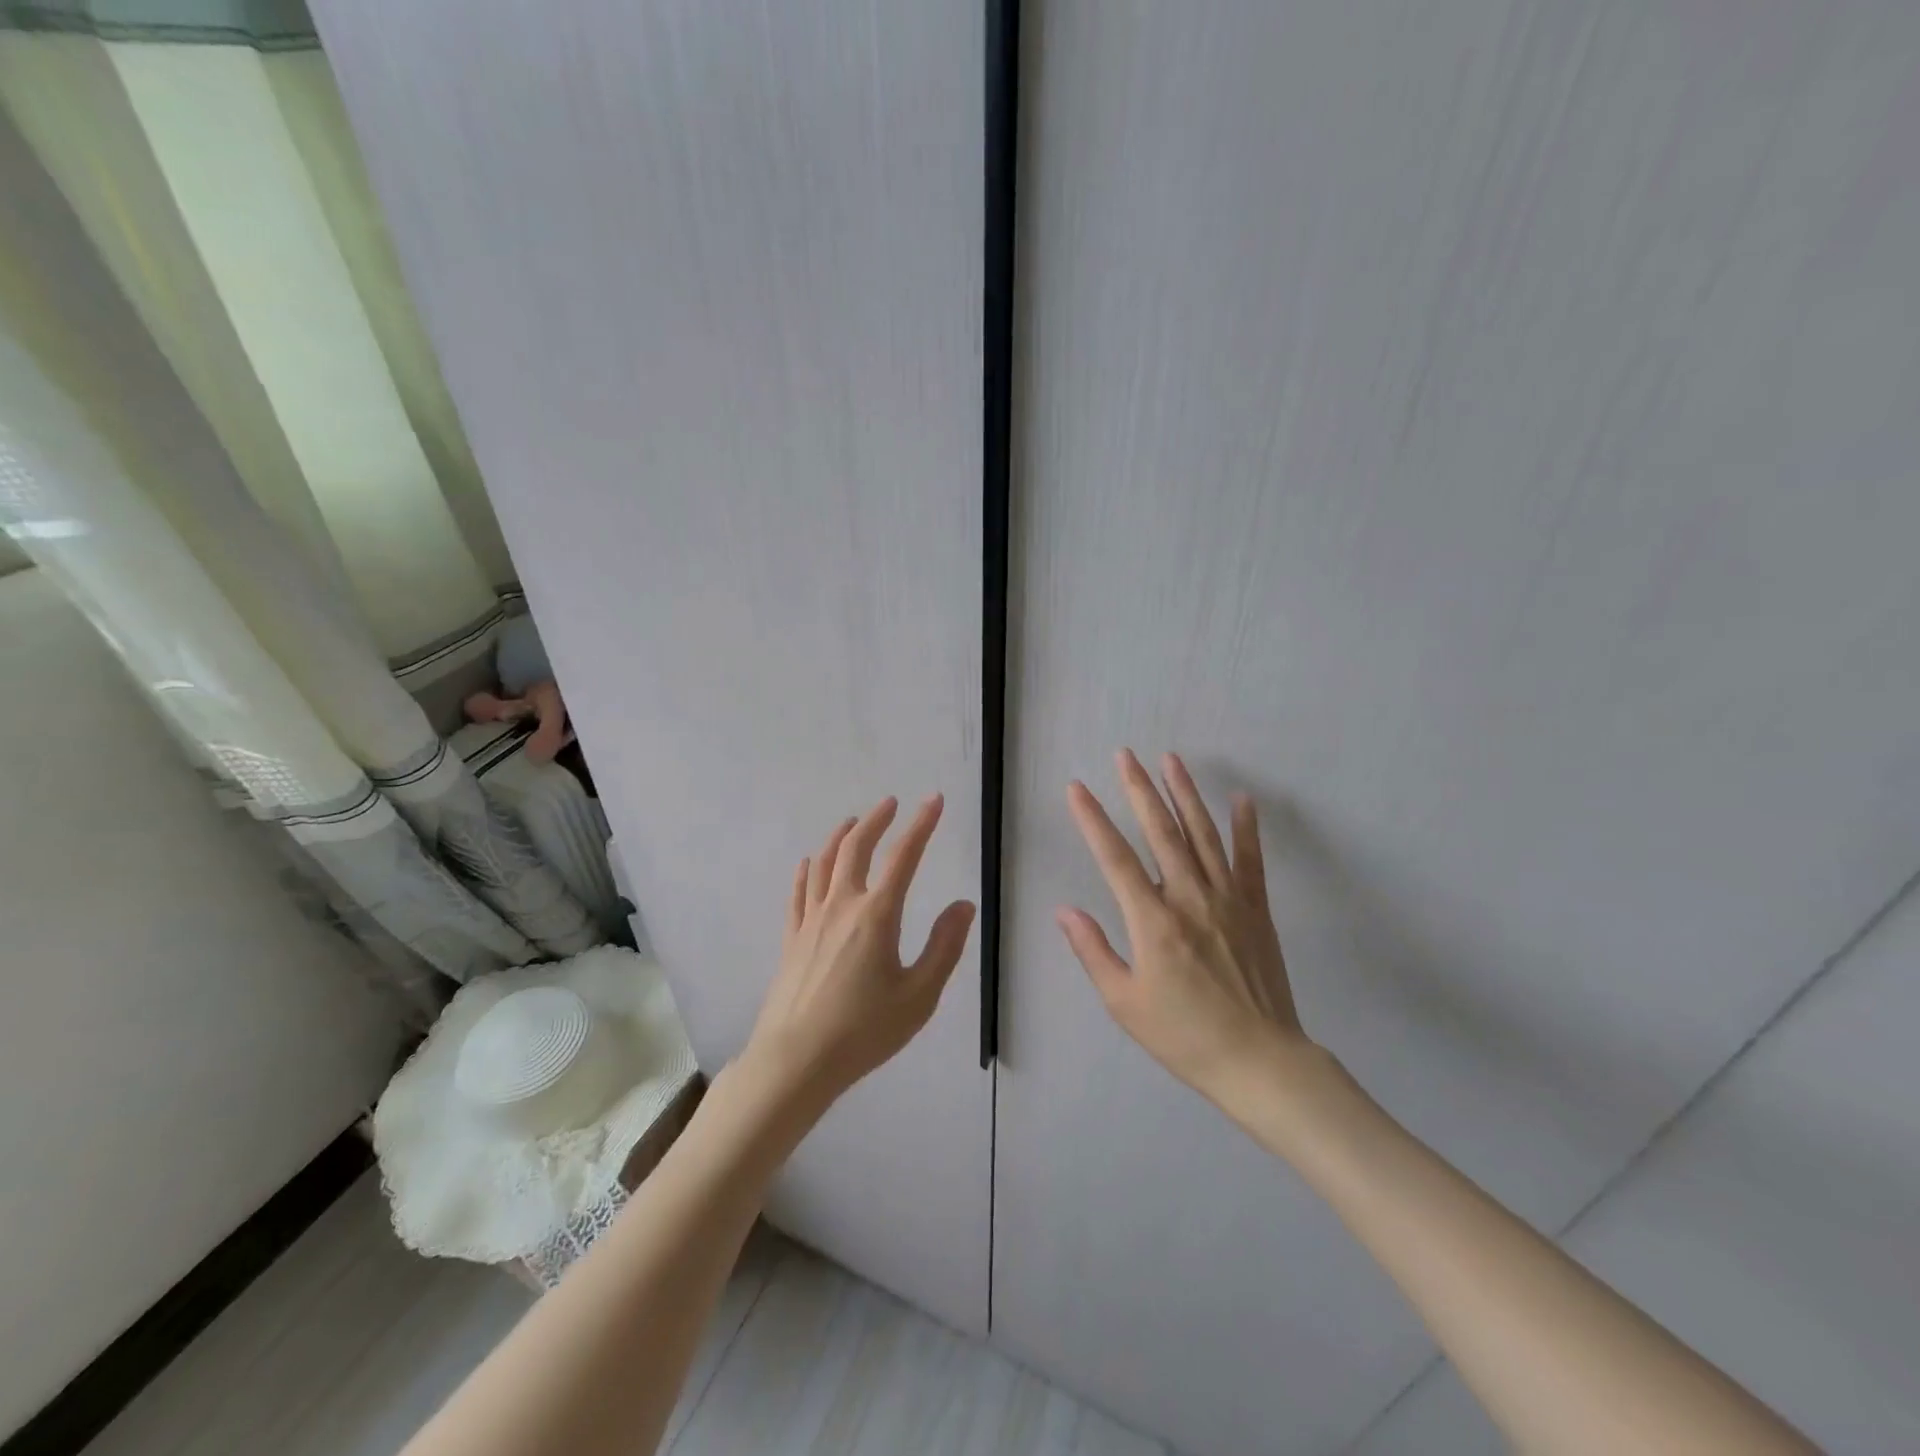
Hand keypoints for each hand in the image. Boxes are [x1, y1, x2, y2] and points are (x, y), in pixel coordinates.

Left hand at [745, 794, 975, 1103]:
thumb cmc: (864, 1031)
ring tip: (852, 822)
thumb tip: (963, 904)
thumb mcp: (919, 995)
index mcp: (877, 915)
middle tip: (890, 803)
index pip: (904, 856)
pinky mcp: (792, 938)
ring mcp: (811, 920)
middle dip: (875, 819)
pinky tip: (808, 864)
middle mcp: (842, 905)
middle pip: (856, 847)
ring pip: (823, 862)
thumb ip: (944, 947)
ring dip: (840, 836)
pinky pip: (799, 892)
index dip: (921, 824)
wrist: (796, 1060)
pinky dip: (807, 870)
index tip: (933, 800)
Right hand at [1058, 750, 1317, 1106]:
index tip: (1077, 788)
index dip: (1092, 820)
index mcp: (1153, 921)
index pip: (1114, 858)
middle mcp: (1189, 898)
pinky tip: (1242, 799)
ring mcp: (1228, 899)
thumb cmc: (1184, 1035)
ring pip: (1202, 835)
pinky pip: (1250, 859)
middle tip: (1125, 755)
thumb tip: (1065, 910)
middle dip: (1140, 790)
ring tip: (1171, 760)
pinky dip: (1246, 828)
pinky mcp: (1256, 908)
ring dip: (1185, 794)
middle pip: (1161, 832)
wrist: (1259, 1061)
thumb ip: (1094, 951)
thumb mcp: (1125, 1002)